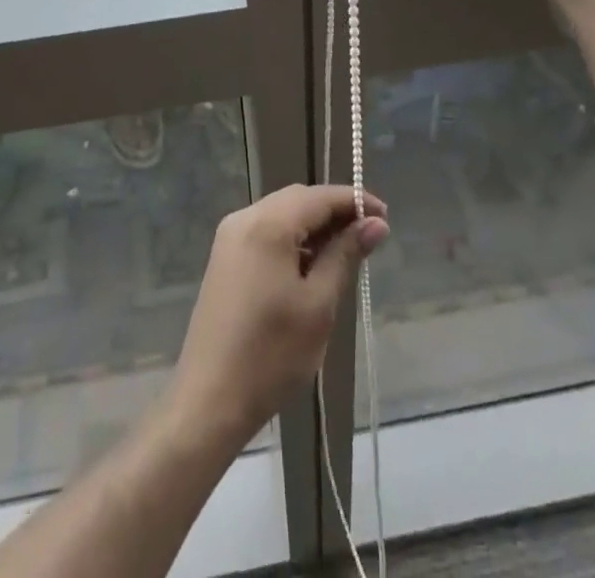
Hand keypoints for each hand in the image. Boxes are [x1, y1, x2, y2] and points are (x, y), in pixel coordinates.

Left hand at [168, 185, 388, 446]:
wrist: (210, 398)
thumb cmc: (272, 354)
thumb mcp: (319, 305)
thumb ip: (346, 255)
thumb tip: (375, 224)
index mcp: (267, 224)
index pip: (319, 196)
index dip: (353, 201)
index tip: (385, 217)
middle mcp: (244, 218)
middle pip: (298, 199)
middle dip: (334, 211)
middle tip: (369, 235)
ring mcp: (230, 236)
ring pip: (281, 213)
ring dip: (314, 225)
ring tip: (346, 252)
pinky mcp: (225, 256)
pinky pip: (266, 231)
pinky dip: (292, 238)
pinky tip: (311, 265)